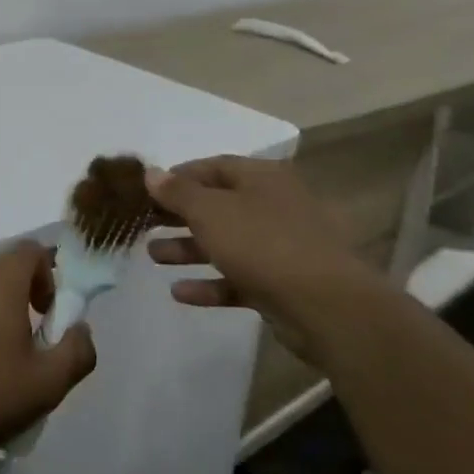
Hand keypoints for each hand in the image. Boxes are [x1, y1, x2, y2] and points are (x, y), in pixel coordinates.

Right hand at [147, 156, 394, 363]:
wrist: (328, 307)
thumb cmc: (263, 244)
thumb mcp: (210, 211)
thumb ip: (178, 192)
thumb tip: (151, 172)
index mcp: (262, 178)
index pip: (213, 166)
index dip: (178, 177)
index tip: (147, 192)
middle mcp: (274, 205)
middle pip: (218, 205)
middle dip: (179, 216)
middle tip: (145, 225)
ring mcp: (282, 246)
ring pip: (227, 242)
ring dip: (188, 249)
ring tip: (153, 257)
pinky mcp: (283, 284)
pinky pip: (239, 278)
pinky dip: (211, 283)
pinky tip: (180, 293)